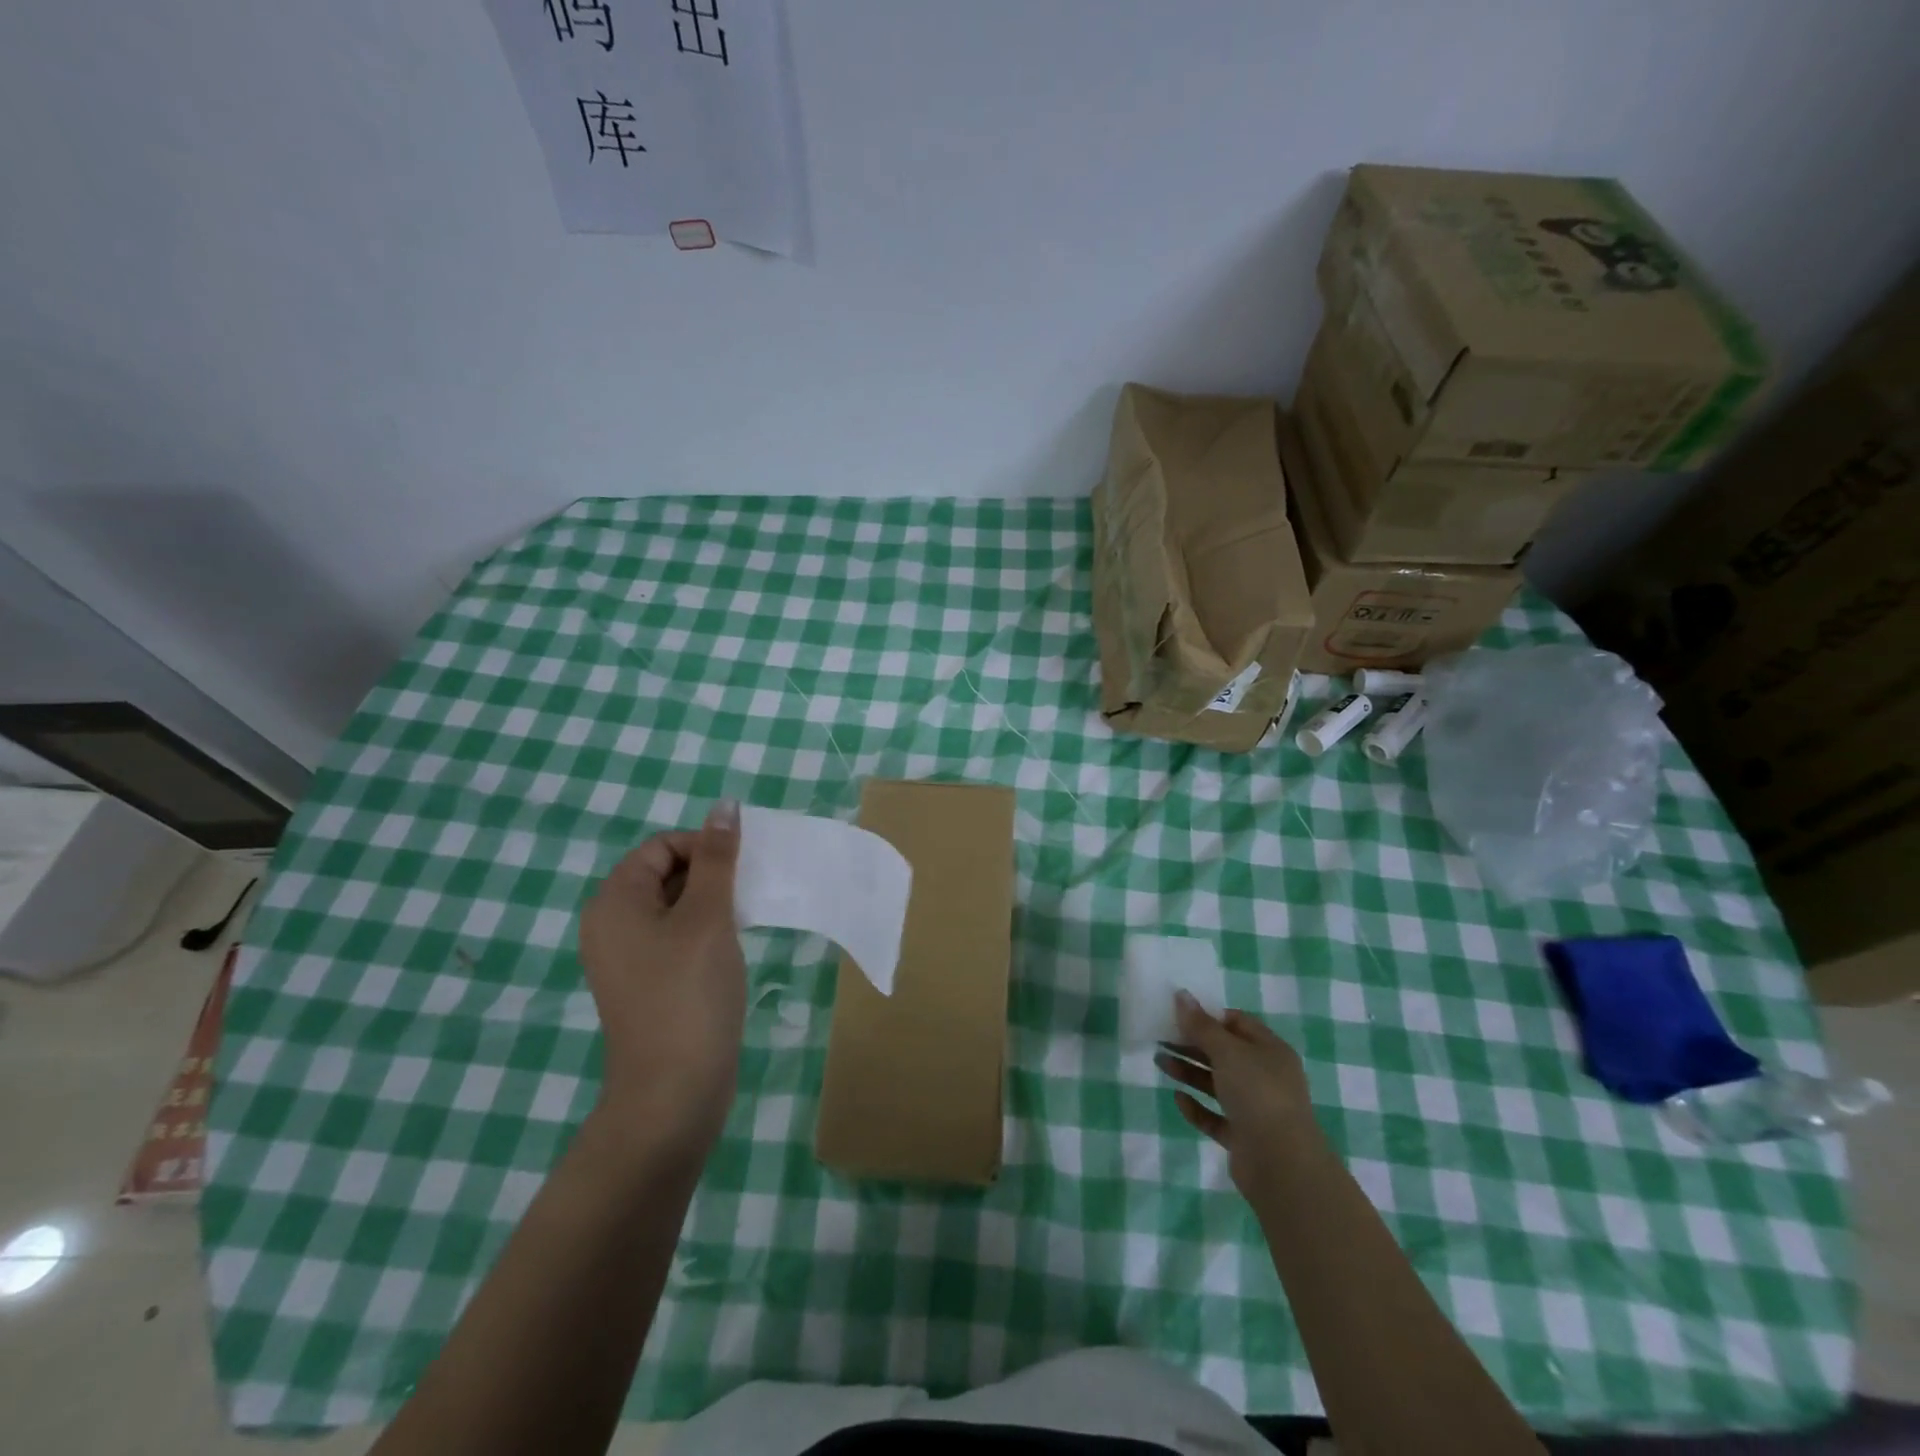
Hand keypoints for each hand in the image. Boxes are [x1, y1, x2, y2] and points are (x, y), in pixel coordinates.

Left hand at [578, 802, 746, 1155]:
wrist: (673, 1091)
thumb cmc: (689, 993)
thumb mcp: (708, 916)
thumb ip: (717, 858)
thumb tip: (725, 805)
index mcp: (615, 901)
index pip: (661, 846)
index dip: (703, 847)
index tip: (741, 871)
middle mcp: (611, 924)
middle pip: (665, 874)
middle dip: (710, 875)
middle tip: (748, 895)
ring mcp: (627, 958)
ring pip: (675, 907)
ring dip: (712, 904)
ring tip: (745, 920)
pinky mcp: (647, 984)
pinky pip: (675, 938)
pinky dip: (705, 932)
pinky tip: (732, 948)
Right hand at [1156, 992, 1317, 1199]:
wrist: (1282, 1164)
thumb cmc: (1257, 1093)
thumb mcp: (1227, 1051)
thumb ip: (1201, 1025)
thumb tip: (1182, 995)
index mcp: (1270, 1050)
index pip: (1238, 1023)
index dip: (1209, 1016)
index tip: (1179, 1013)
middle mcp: (1266, 1076)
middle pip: (1224, 1053)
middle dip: (1192, 1044)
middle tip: (1161, 1036)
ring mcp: (1256, 1109)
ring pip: (1217, 1084)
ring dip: (1189, 1072)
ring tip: (1159, 1062)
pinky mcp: (1244, 1137)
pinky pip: (1216, 1117)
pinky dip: (1197, 1108)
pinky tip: (1178, 1099)